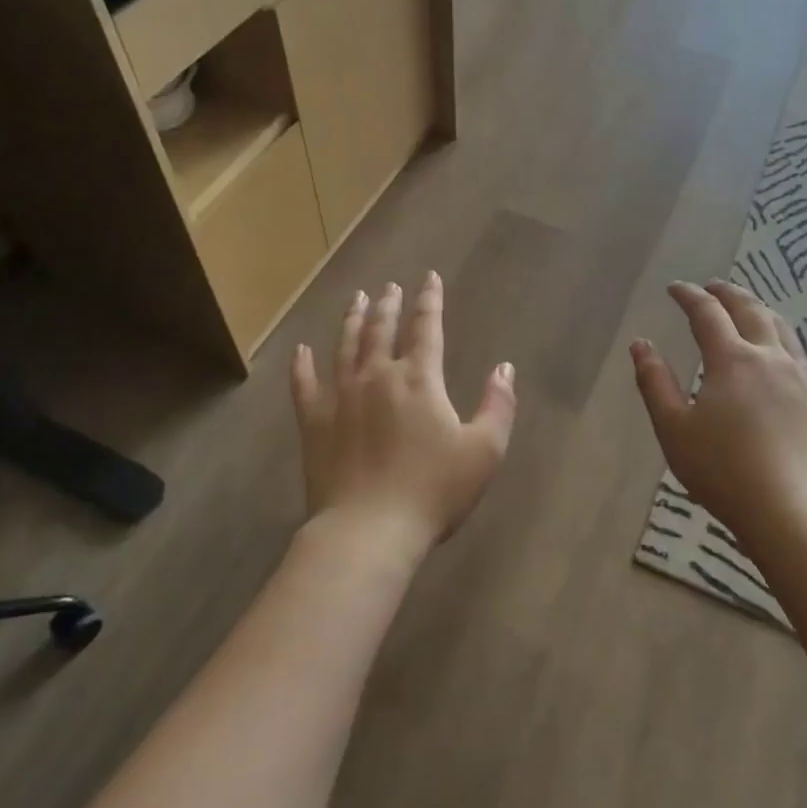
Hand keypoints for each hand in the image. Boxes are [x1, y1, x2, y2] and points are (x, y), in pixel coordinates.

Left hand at [291, 272, 516, 558]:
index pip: (426, 327)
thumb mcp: (484, 451)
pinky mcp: (314, 422)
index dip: (430, 300)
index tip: (429, 277)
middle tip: (389, 287)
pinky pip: (304, 384)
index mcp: (419, 379)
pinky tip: (301, 350)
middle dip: (388, 304)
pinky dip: (302, 365)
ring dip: (352, 320)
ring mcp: (340, 396)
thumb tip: (504, 367)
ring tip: (356, 299)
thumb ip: (498, 405)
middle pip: (381, 329)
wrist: (368, 530)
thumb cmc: (433, 491)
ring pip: (345, 346)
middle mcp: (377, 376)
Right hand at [631, 281, 806, 551]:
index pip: (707, 312)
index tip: (674, 288)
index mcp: (732, 360)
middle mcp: (768, 357)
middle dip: (726, 293)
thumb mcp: (673, 428)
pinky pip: (796, 349)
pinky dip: (779, 332)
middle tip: (710, 287)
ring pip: (779, 325)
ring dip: (757, 307)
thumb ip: (655, 382)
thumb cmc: (723, 470)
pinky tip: (776, 346)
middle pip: (750, 309)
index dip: (689, 295)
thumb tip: (640, 344)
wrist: (791, 512)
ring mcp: (797, 376)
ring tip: (743, 306)